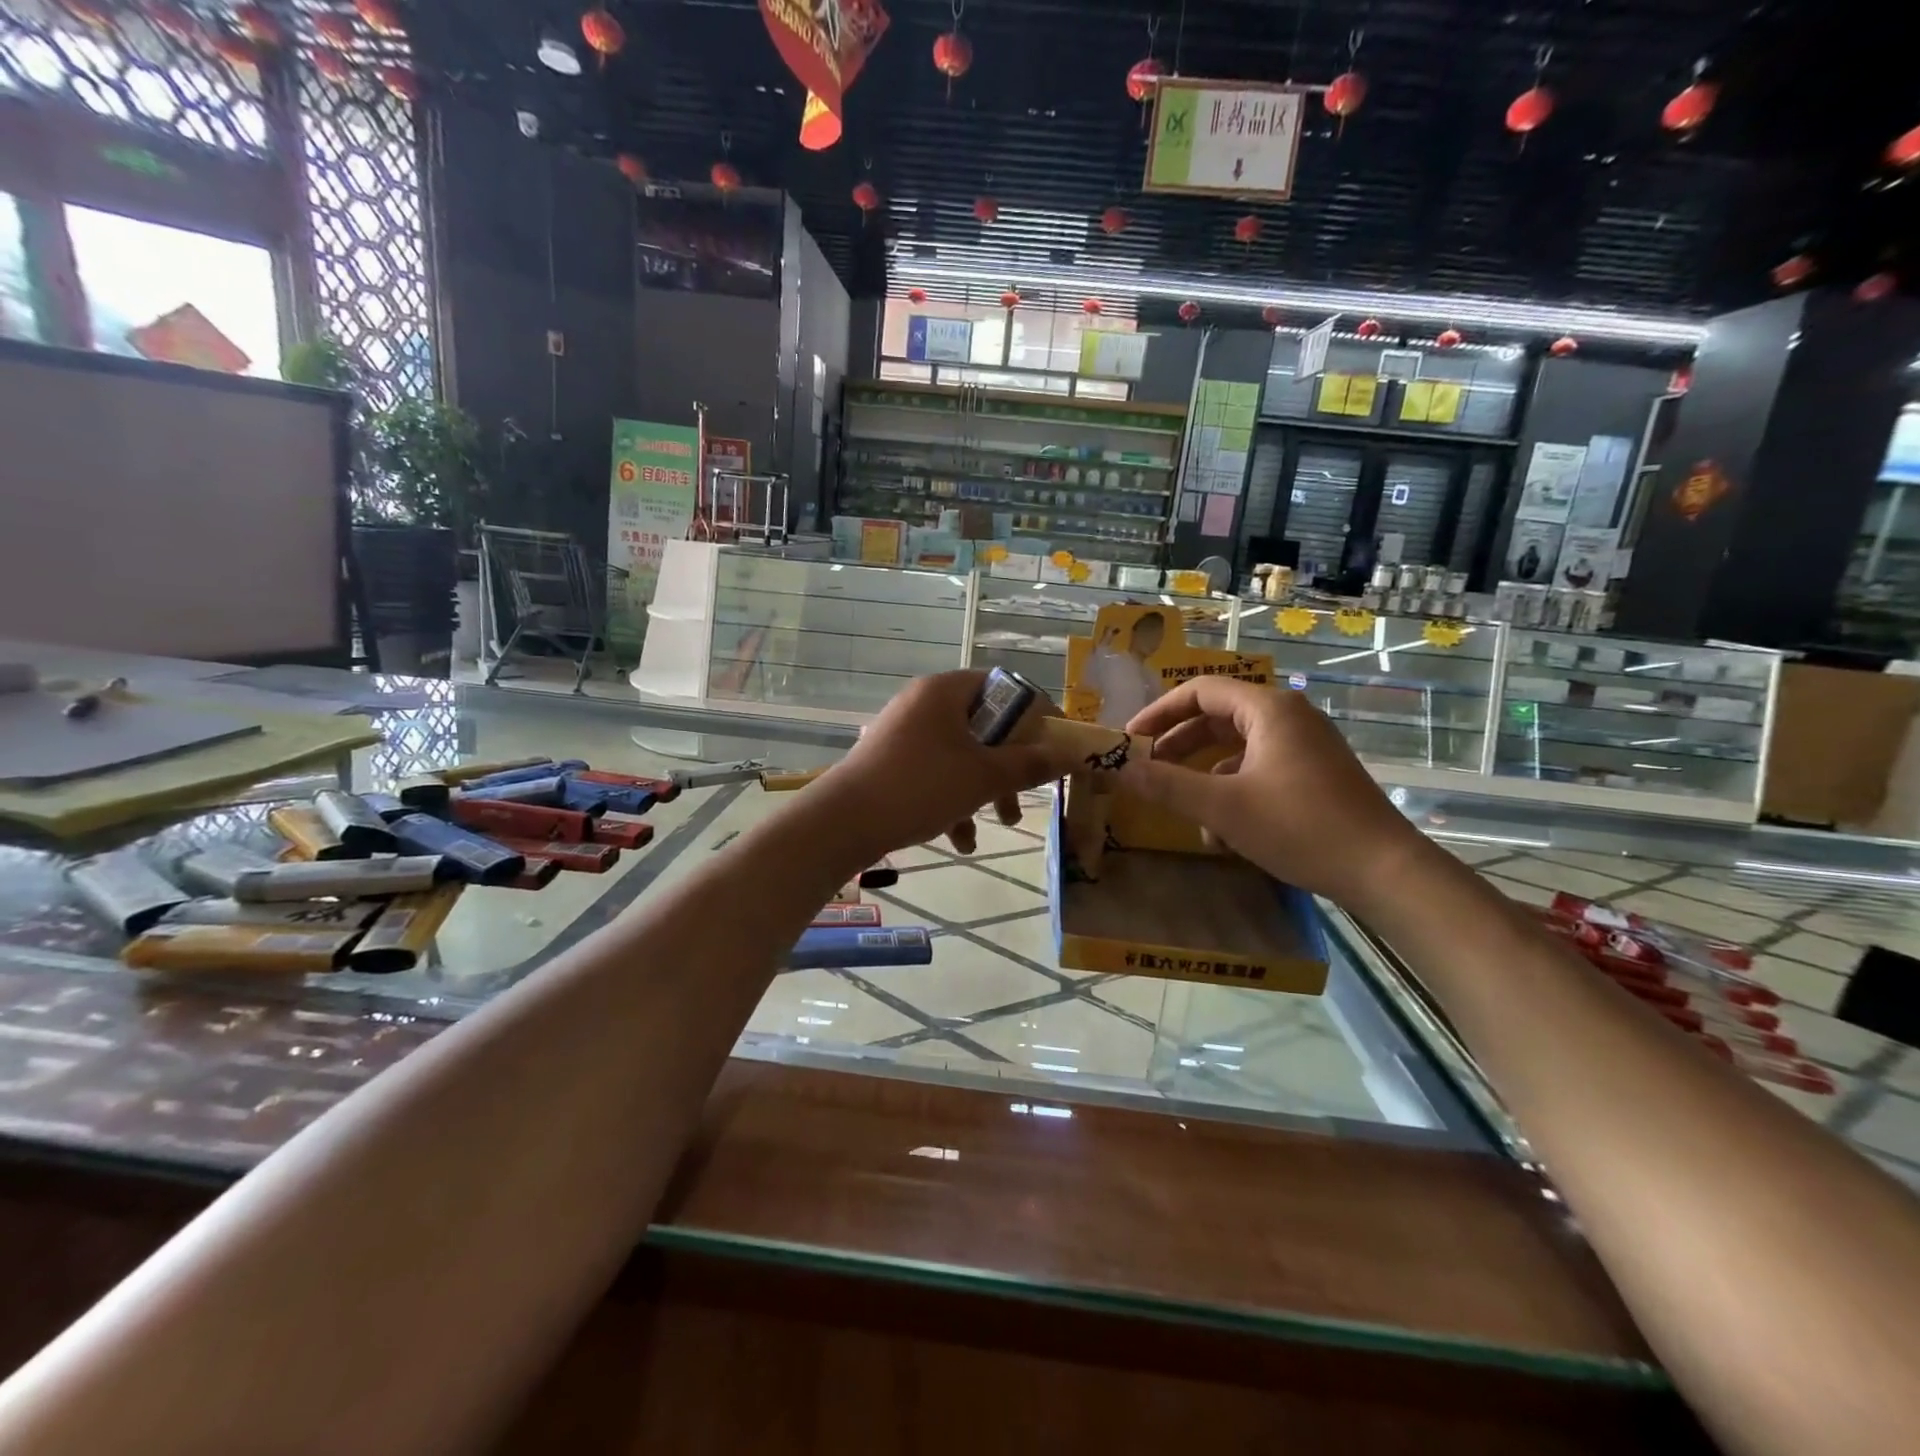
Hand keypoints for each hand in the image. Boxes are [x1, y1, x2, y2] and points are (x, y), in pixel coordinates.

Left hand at [817, 672, 1079, 861]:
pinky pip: (935, 774)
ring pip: (961, 755)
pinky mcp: (891, 762)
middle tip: (1029, 790)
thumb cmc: (920, 787)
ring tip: (1002, 823)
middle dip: (1011, 764)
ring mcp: (904, 734)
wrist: (844, 822)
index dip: (1035, 715)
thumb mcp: (983, 777)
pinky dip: (953, 801)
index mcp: (945, 691)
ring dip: (985, 789)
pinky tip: (960, 840)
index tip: (1055, 745)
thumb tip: (1071, 755)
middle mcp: (924, 704)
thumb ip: (1030, 765)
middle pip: (984, 726)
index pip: (1003, 687)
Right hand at [1119, 677, 1426, 908]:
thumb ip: (1167, 785)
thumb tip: (1120, 768)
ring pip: (1236, 747)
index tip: (1131, 739)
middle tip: (1147, 768)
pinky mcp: (1313, 773)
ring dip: (1203, 773)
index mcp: (1268, 709)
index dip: (1159, 712)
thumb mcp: (1223, 807)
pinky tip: (1220, 830)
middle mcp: (1288, 717)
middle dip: (1178, 744)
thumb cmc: (1300, 827)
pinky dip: (1231, 789)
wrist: (1383, 870)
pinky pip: (1258, 768)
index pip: (1200, 691)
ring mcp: (1304, 746)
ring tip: (1180, 805)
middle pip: (1218, 717)